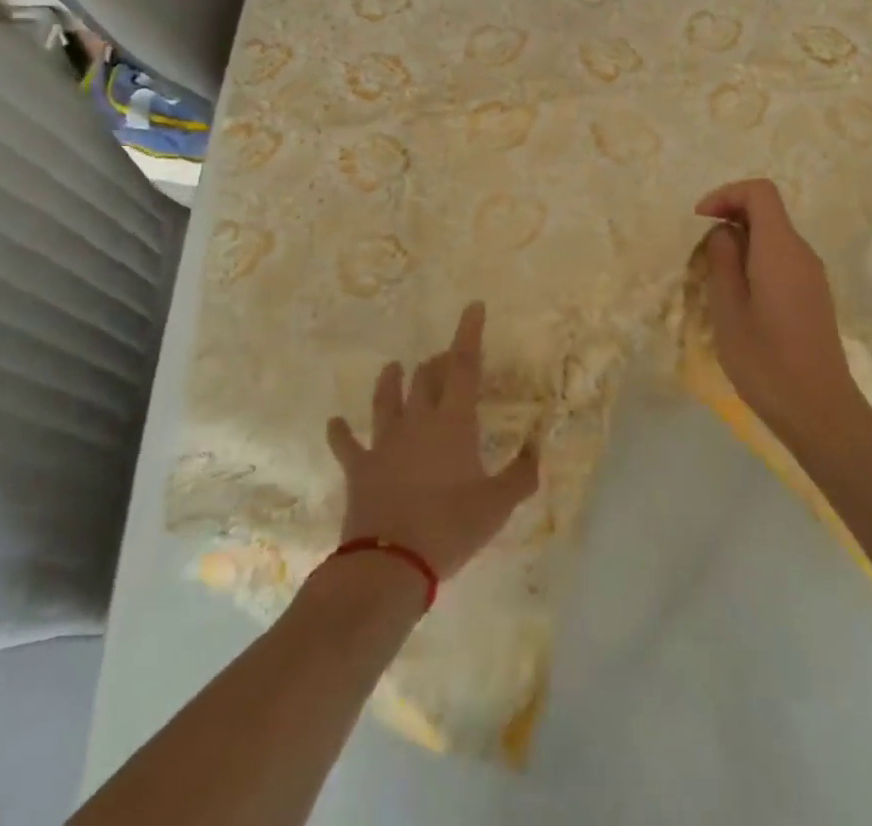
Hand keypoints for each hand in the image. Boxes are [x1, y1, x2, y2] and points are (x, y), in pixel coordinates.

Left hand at [326, 302, 539, 579]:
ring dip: (392, 381)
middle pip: (426, 377)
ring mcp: (384, 443)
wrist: (389, 564)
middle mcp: (418, 421)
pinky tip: (334, 422)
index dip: (469, 333)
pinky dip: (341, 432)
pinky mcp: (360, 468)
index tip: (473, 306)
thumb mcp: (497, 504)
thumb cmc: (450, 527)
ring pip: (387, 399)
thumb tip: (537, 449)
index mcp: (453, 421)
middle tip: (446, 359)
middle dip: (438, 362)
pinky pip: (347, 445)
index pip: (464, 366)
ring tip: (394, 366)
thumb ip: (522, 474)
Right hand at [696, 179, 869, 443]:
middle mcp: (802, 253)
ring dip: (741, 244)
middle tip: (701, 254)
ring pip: (773, 238)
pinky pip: (782, 261)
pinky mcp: (814, 296)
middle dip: (730, 219)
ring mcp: (812, 275)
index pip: (760, 192)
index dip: (727, 194)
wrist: (819, 410)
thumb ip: (722, 260)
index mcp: (781, 248)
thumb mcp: (728, 309)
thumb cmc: (765, 360)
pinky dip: (756, 263)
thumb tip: (724, 232)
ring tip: (715, 280)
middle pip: (767, 212)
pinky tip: (739, 299)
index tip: (700, 219)